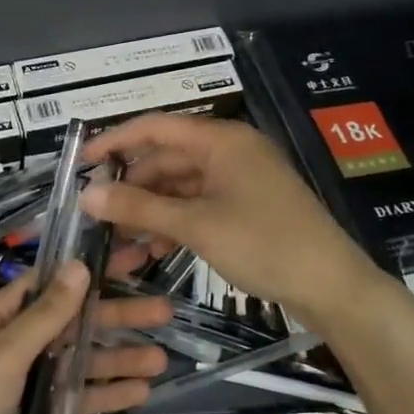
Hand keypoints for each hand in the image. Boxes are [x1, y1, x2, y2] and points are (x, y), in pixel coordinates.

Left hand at [0, 262, 171, 413]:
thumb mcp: (2, 353)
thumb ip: (45, 316)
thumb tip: (79, 266)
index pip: (53, 283)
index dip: (92, 270)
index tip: (131, 258)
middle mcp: (15, 343)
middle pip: (73, 323)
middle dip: (116, 316)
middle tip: (165, 311)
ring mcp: (25, 381)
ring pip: (79, 362)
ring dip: (117, 358)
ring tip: (162, 359)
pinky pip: (73, 400)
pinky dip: (103, 395)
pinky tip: (139, 392)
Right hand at [81, 113, 383, 319]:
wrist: (333, 286)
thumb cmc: (264, 243)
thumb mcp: (196, 225)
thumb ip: (139, 208)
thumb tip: (87, 195)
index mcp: (220, 140)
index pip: (154, 128)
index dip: (114, 142)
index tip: (80, 164)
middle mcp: (229, 151)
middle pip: (166, 160)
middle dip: (131, 189)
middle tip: (97, 216)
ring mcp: (240, 180)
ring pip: (180, 187)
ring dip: (150, 212)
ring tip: (120, 243)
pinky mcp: (246, 206)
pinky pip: (198, 205)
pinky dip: (174, 223)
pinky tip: (153, 250)